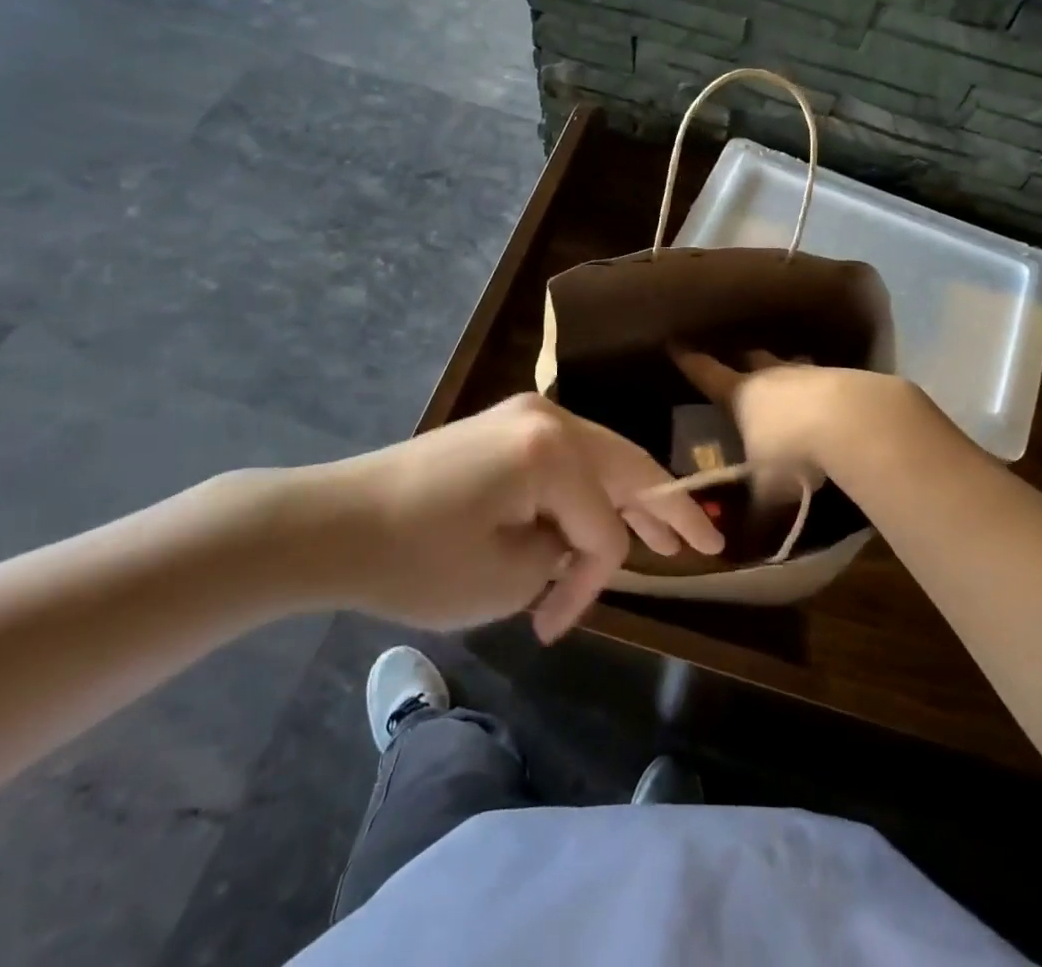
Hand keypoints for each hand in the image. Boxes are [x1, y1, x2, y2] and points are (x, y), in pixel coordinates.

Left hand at [266, 394, 723, 640]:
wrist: (333, 521)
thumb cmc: (415, 558)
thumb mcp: (502, 578)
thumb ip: (560, 558)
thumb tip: (572, 543)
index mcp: (553, 451)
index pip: (603, 529)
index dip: (591, 583)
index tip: (551, 625)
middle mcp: (550, 419)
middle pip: (628, 469)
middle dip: (668, 511)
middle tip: (709, 544)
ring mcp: (526, 416)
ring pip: (603, 458)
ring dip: (634, 496)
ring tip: (672, 530)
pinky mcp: (506, 428)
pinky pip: (569, 457)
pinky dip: (593, 487)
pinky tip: (610, 510)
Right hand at [668, 346, 926, 493]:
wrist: (853, 420)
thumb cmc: (794, 450)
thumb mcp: (769, 488)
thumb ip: (756, 508)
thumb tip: (745, 536)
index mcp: (740, 395)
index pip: (707, 374)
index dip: (690, 362)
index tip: (677, 347)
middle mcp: (770, 376)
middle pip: (751, 361)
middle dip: (744, 364)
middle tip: (740, 369)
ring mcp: (807, 372)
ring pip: (789, 366)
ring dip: (786, 376)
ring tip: (788, 389)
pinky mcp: (842, 376)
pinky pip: (823, 379)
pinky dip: (819, 391)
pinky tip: (828, 408)